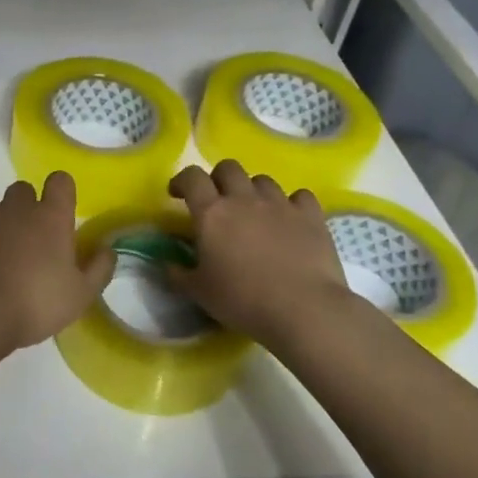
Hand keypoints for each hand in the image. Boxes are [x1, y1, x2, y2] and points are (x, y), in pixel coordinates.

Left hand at [0, 172, 114, 348]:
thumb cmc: (35, 303)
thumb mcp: (79, 296)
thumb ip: (98, 269)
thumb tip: (108, 249)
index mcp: (51, 217)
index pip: (61, 182)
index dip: (60, 192)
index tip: (59, 212)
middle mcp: (17, 206)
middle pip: (23, 191)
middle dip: (24, 209)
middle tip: (25, 244)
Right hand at [167, 161, 362, 350]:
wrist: (303, 310)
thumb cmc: (242, 300)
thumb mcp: (199, 292)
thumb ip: (178, 274)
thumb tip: (166, 264)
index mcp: (212, 213)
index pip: (191, 177)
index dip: (182, 180)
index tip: (177, 194)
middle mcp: (244, 199)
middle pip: (228, 168)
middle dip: (218, 178)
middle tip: (217, 201)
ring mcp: (280, 204)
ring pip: (263, 180)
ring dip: (253, 191)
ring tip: (255, 212)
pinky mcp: (310, 216)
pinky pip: (299, 196)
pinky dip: (292, 204)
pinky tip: (290, 219)